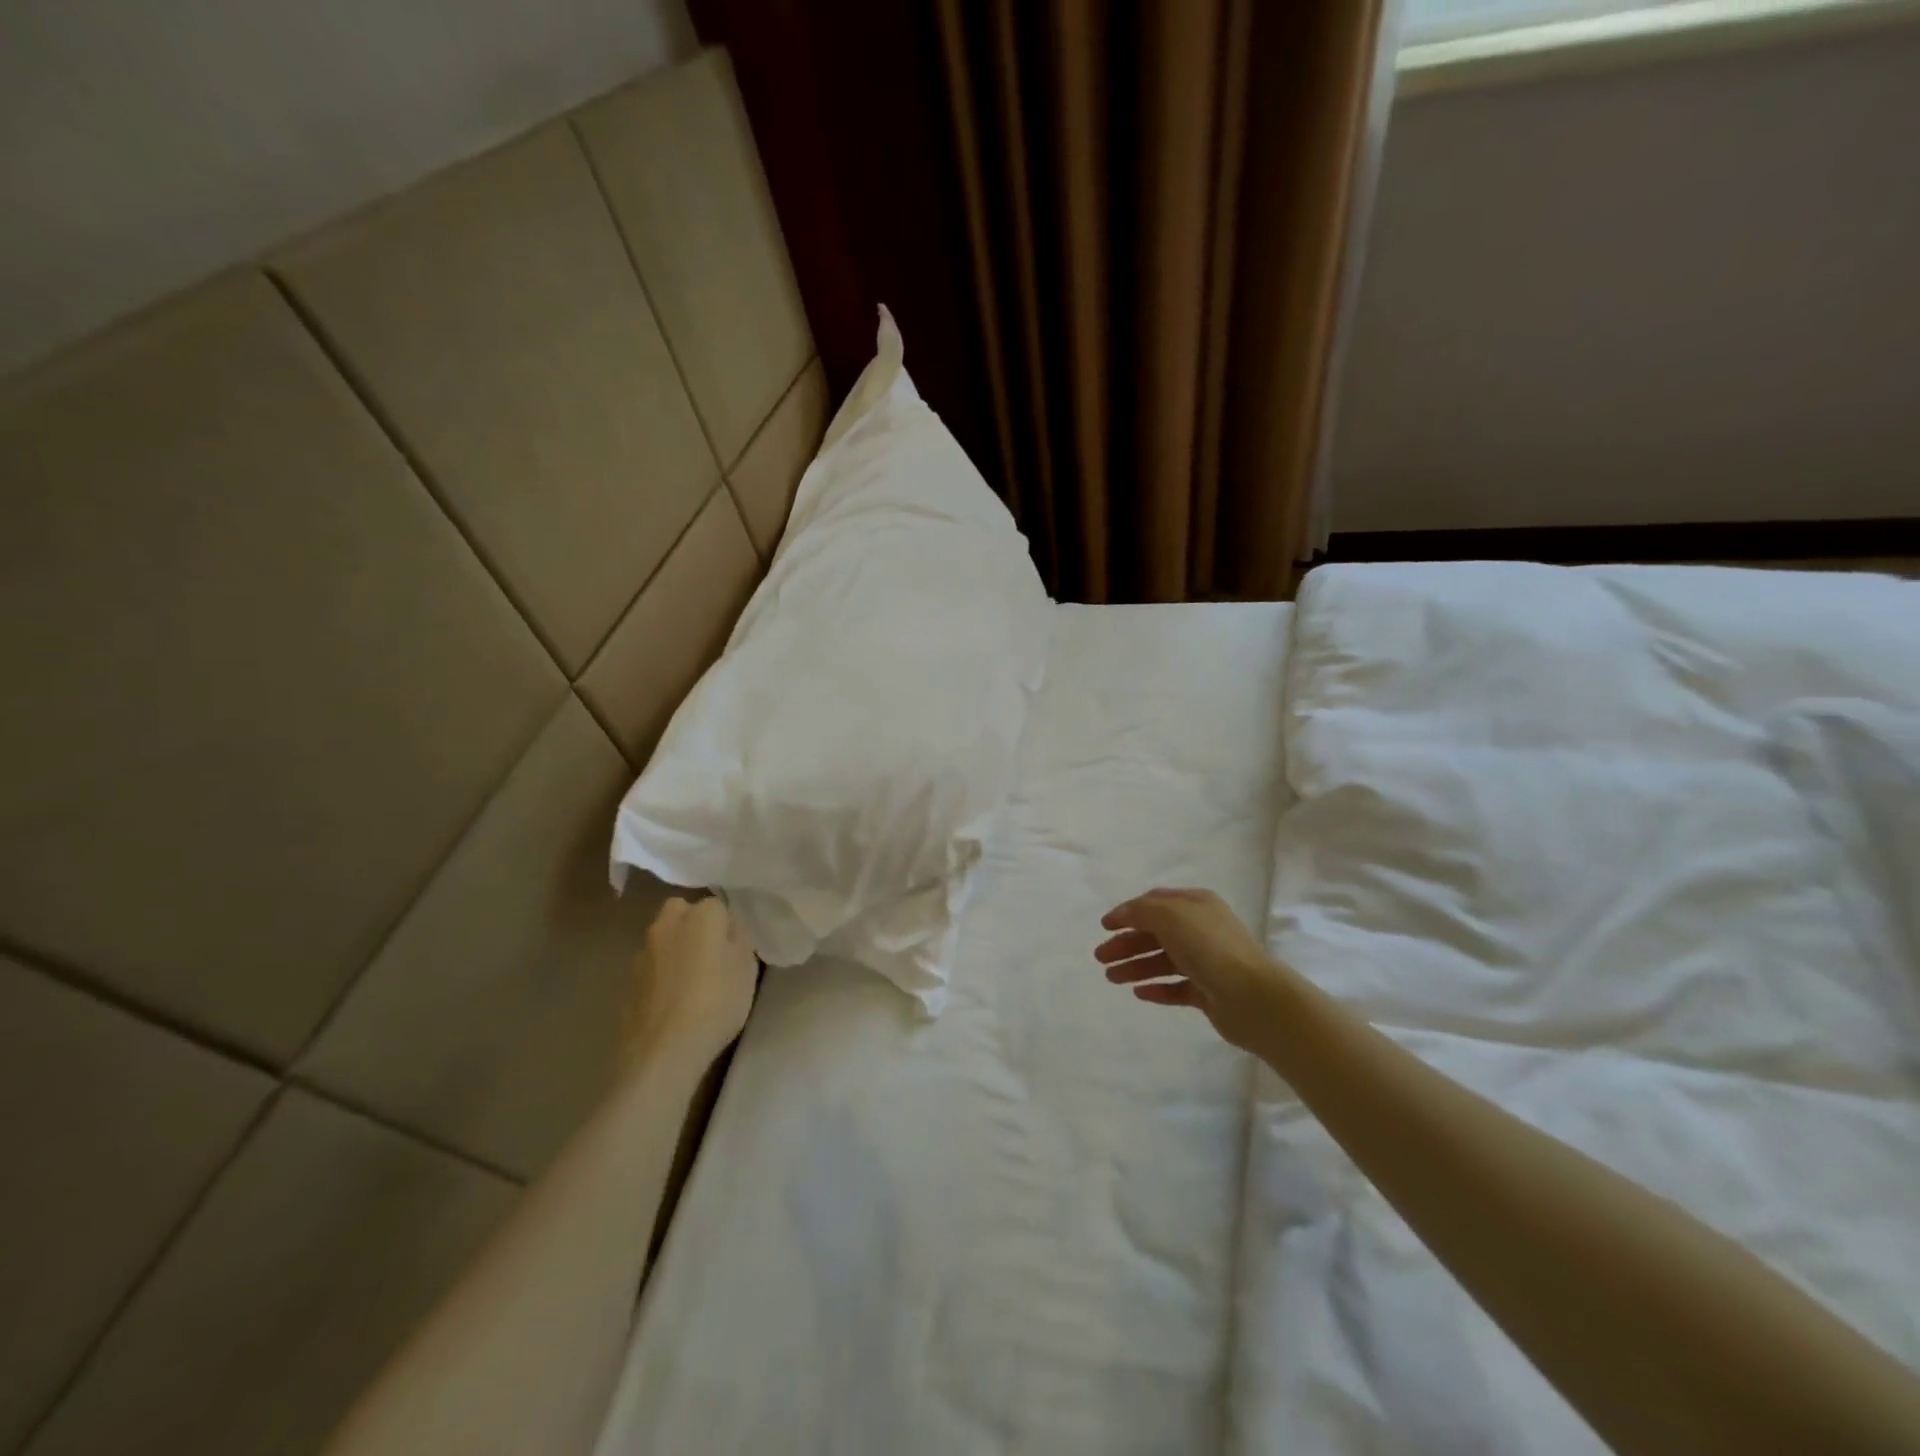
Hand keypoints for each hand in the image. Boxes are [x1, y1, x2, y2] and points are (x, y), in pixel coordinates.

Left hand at [620, 896, 757, 1078]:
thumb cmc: (716, 1002)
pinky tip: (672, 1001)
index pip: (717, 905)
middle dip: (693, 925)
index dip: (727, 925)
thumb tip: (730, 930)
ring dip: (674, 950)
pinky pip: (651, 968)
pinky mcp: (628, 982)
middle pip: (681, 912)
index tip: (736, 947)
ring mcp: (643, 953)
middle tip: (711, 954)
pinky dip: (660, 976)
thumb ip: (739, 941)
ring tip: (691, 981)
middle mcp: (667, 925)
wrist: (665, 1049)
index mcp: (701, 916)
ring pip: (663, 939)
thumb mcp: (747, 969)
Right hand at [1096, 887, 1287, 1050]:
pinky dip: (1156, 988)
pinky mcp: (1209, 992)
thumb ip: (1140, 911)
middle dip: (1126, 943)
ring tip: (1112, 978)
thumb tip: (1122, 914)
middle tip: (1100, 958)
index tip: (1104, 927)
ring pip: (1163, 961)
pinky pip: (1176, 987)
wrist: (1252, 996)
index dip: (1128, 912)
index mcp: (1196, 904)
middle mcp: (1202, 929)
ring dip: (1135, 967)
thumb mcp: (1169, 915)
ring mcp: (1207, 962)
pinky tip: (1138, 993)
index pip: (1155, 903)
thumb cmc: (1209, 947)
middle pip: (1156, 933)